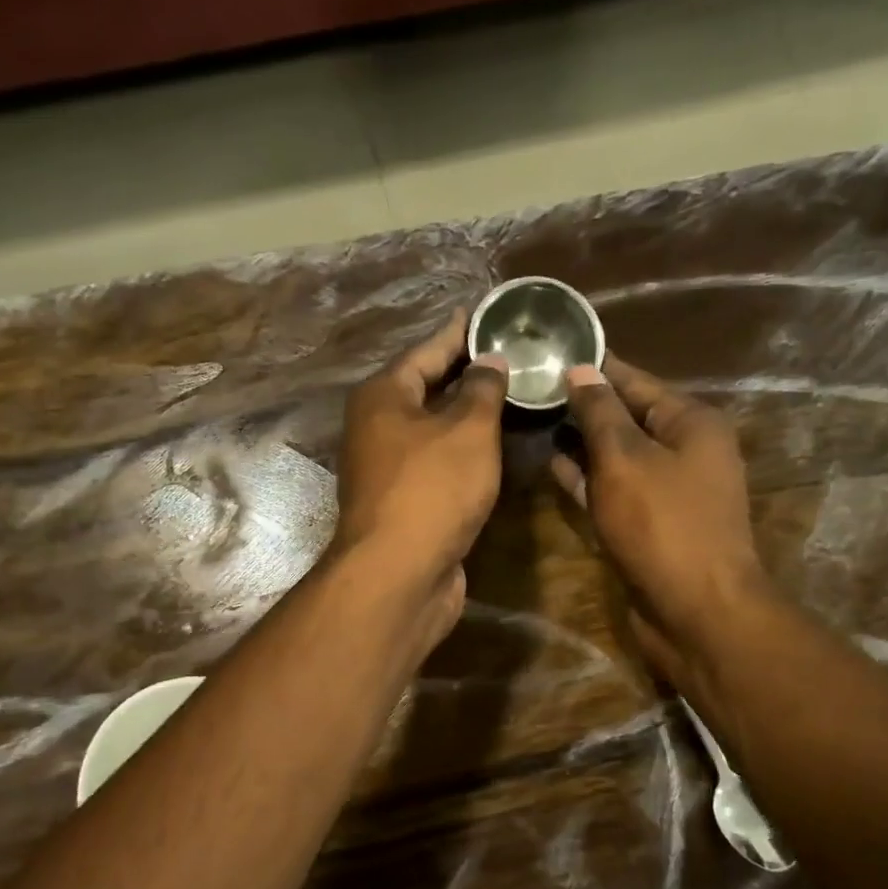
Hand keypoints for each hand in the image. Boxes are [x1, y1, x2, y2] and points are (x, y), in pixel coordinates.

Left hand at [333, 308, 508, 646]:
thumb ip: (483, 390)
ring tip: (510, 394)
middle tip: (510, 354)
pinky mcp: (404, 502)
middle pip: (426, 389)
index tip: (488, 314)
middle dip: (466, 373)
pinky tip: (493, 448)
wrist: (399, 574)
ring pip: (433, 430)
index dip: (460, 332)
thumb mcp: (468, 430)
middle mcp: (377, 427)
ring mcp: (387, 469)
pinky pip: (438, 463)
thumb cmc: (432, 490)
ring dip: (467, 415)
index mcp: (383, 397)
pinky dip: (463, 452)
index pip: (427, 350)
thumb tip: (490, 361)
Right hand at [550, 355, 768, 678]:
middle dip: (582, 404)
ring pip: (617, 454)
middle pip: (626, 416)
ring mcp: (667, 489)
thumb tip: (581, 369)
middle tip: (530, 387)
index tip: (551, 349)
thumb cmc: (663, 525)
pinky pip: (614, 489)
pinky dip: (587, 478)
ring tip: (533, 420)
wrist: (696, 610)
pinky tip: (552, 465)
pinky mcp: (650, 523)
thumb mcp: (625, 459)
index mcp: (690, 422)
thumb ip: (599, 413)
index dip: (594, 366)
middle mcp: (684, 449)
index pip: (635, 380)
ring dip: (580, 442)